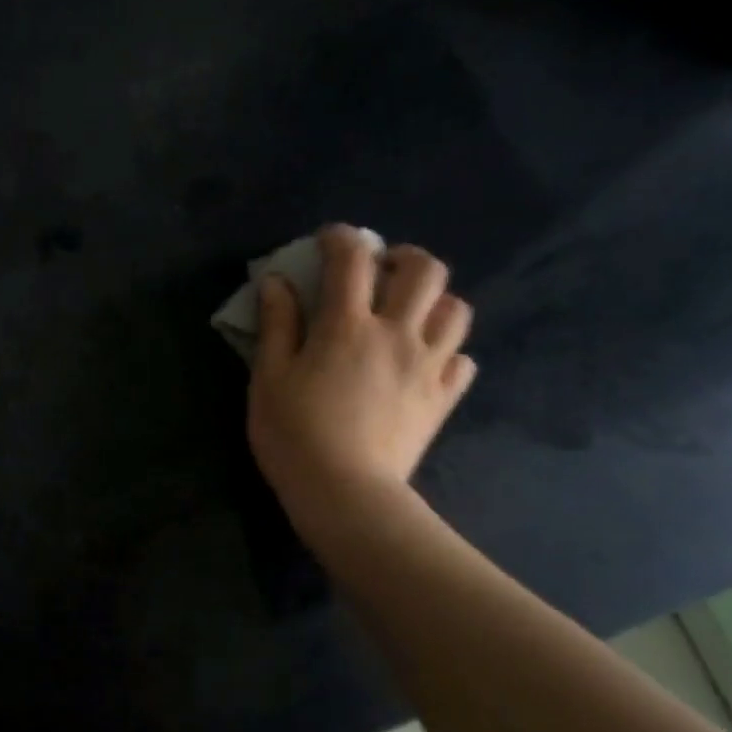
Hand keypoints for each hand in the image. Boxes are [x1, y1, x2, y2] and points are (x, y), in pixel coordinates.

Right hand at [248, 228, 476, 541]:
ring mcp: (427, 366)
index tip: (329, 240)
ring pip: (456, 310)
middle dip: (404, 258)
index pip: (352, 259)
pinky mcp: (442, 399)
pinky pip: (462, 360)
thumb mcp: (268, 379)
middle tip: (381, 272)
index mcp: (347, 325)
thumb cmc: (294, 435)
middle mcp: (396, 334)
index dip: (341, 238)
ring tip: (409, 314)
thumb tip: (276, 281)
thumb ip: (276, 325)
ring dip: (434, 301)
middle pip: (425, 271)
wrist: (345, 494)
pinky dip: (447, 352)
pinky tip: (425, 362)